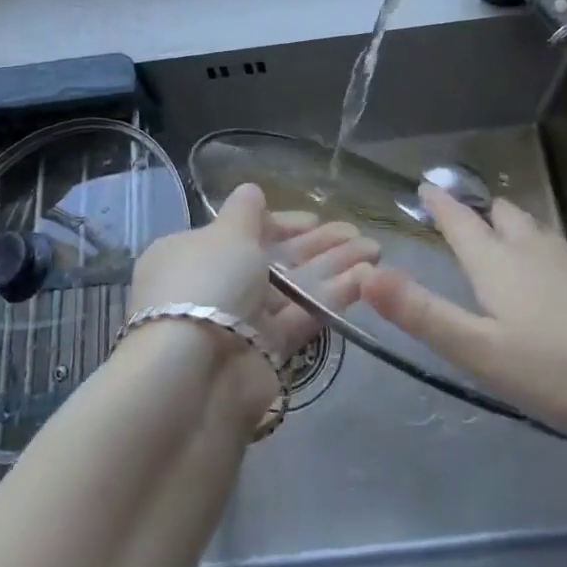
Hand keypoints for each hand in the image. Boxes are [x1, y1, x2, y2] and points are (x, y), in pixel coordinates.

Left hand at [132, 184, 378, 409]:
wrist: (196, 376)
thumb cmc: (207, 284)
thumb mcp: (225, 234)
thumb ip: (244, 212)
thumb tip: (251, 190)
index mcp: (192, 253)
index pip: (241, 233)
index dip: (279, 223)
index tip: (314, 219)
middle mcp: (215, 285)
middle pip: (272, 259)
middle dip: (315, 245)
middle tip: (357, 233)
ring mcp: (241, 322)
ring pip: (292, 288)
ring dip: (332, 266)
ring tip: (374, 249)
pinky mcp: (267, 353)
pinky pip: (301, 317)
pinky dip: (331, 297)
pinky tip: (367, 279)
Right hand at [360, 184, 566, 447]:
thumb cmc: (566, 371)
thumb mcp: (483, 352)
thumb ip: (423, 314)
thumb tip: (365, 272)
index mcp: (498, 264)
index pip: (460, 222)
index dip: (440, 204)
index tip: (426, 185)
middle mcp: (535, 251)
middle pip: (501, 216)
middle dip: (478, 211)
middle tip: (460, 214)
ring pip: (533, 231)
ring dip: (510, 227)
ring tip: (499, 238)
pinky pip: (559, 252)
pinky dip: (540, 251)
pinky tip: (550, 279)